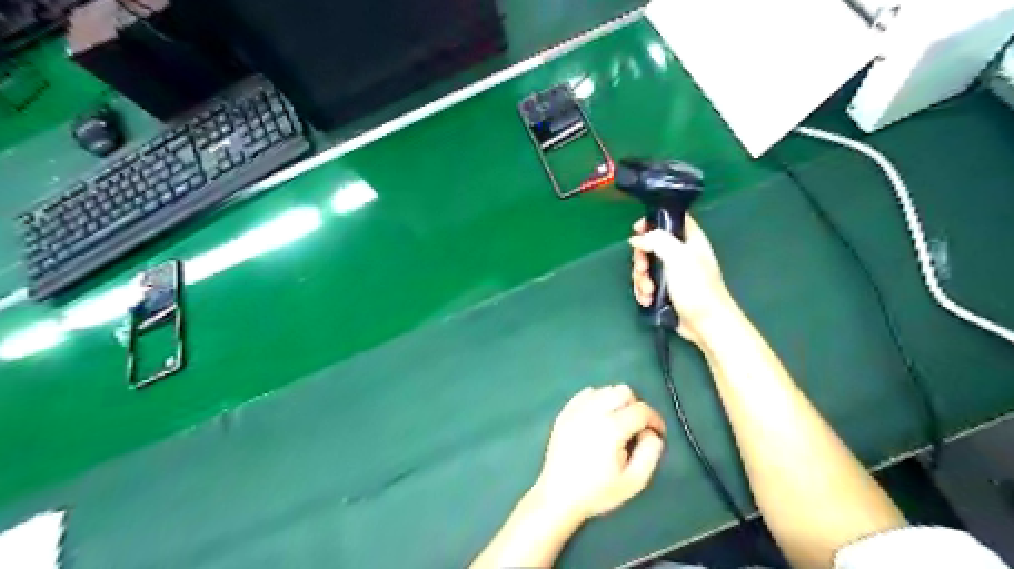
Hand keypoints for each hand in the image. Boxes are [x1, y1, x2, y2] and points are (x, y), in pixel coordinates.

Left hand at [532, 384, 666, 522]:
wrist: (558, 496)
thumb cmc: (598, 492)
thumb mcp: (634, 481)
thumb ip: (650, 452)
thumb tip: (652, 432)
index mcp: (612, 428)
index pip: (641, 409)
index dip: (655, 419)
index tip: (657, 432)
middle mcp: (593, 411)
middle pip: (623, 391)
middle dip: (635, 405)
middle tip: (636, 427)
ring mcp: (576, 410)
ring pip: (604, 390)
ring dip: (616, 401)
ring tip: (617, 423)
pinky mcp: (564, 412)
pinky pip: (586, 394)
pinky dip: (597, 400)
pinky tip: (598, 419)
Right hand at [628, 216, 737, 344]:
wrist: (706, 323)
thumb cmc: (697, 288)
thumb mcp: (678, 257)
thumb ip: (657, 241)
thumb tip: (637, 239)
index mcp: (689, 240)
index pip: (671, 219)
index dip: (653, 221)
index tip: (637, 230)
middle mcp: (681, 253)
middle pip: (651, 245)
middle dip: (641, 259)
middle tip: (643, 270)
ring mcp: (673, 272)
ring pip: (646, 266)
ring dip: (641, 279)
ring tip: (648, 292)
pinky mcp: (666, 290)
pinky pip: (647, 284)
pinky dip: (644, 291)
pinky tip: (648, 300)